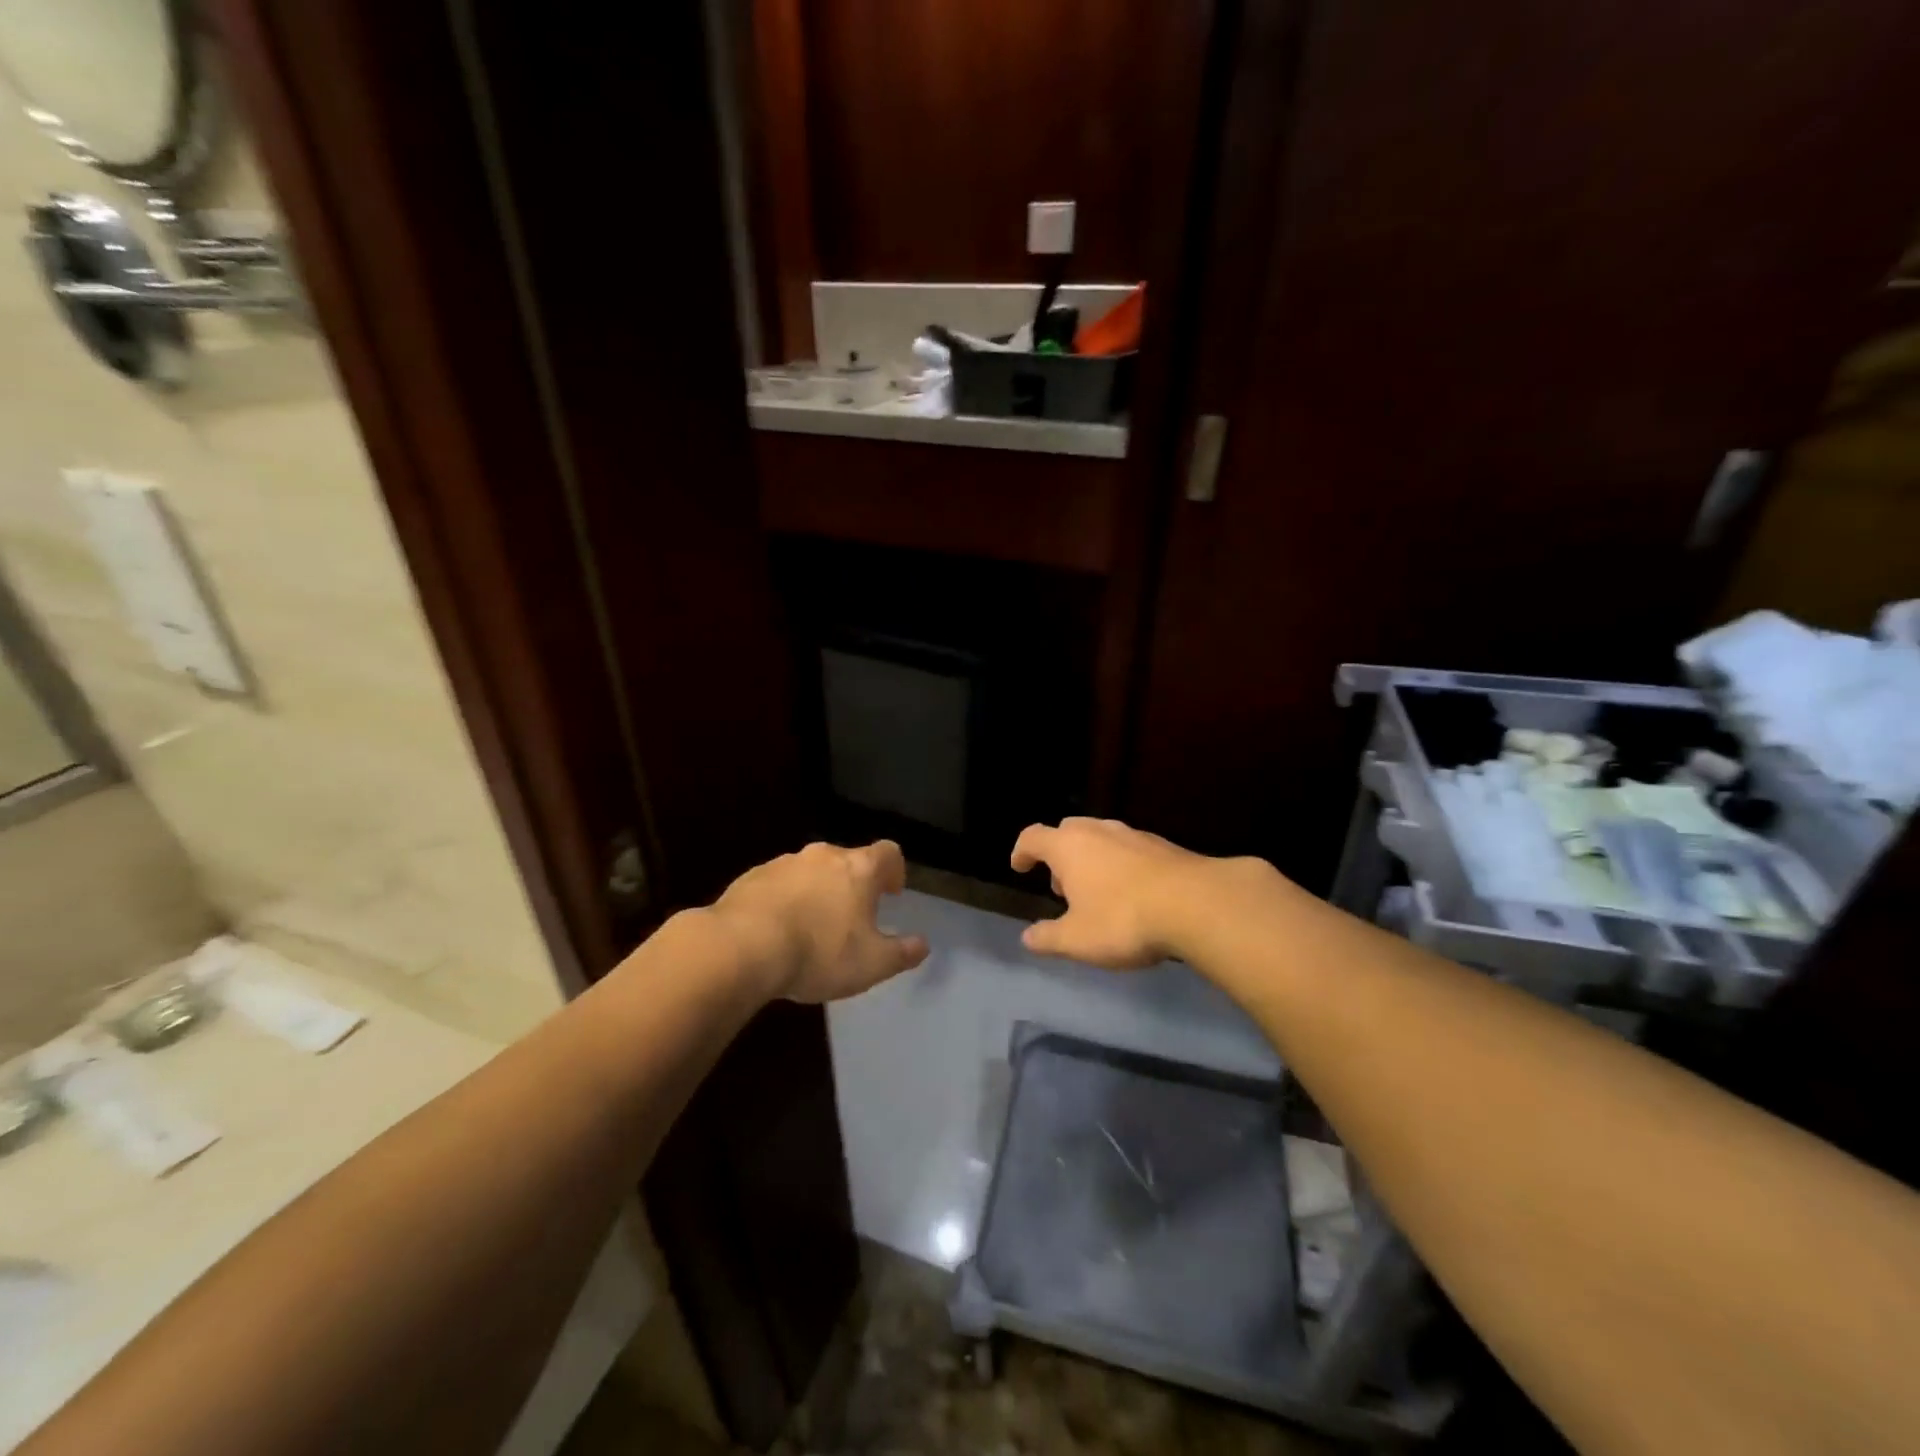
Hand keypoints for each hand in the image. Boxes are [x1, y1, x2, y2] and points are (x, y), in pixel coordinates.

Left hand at [711, 840, 928, 1001]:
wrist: (742, 947)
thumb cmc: (819, 953)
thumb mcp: (872, 964)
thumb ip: (901, 953)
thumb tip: (922, 944)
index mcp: (858, 869)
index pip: (888, 852)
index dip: (894, 870)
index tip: (891, 892)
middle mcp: (823, 856)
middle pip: (847, 860)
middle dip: (853, 884)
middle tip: (852, 916)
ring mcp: (784, 863)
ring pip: (810, 872)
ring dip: (816, 892)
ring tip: (811, 928)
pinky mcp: (751, 877)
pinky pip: (777, 885)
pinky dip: (784, 901)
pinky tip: (777, 932)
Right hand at [1010, 817, 1215, 966]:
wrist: (1196, 905)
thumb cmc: (1123, 919)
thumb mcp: (1077, 940)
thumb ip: (1048, 938)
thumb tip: (1028, 938)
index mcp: (1068, 846)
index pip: (1033, 837)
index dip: (1022, 852)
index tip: (1020, 867)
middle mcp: (1098, 831)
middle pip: (1067, 831)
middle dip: (1059, 855)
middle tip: (1061, 886)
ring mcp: (1133, 835)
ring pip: (1101, 838)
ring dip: (1091, 859)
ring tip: (1097, 892)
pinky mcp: (1163, 846)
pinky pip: (1129, 849)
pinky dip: (1120, 865)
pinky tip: (1132, 893)